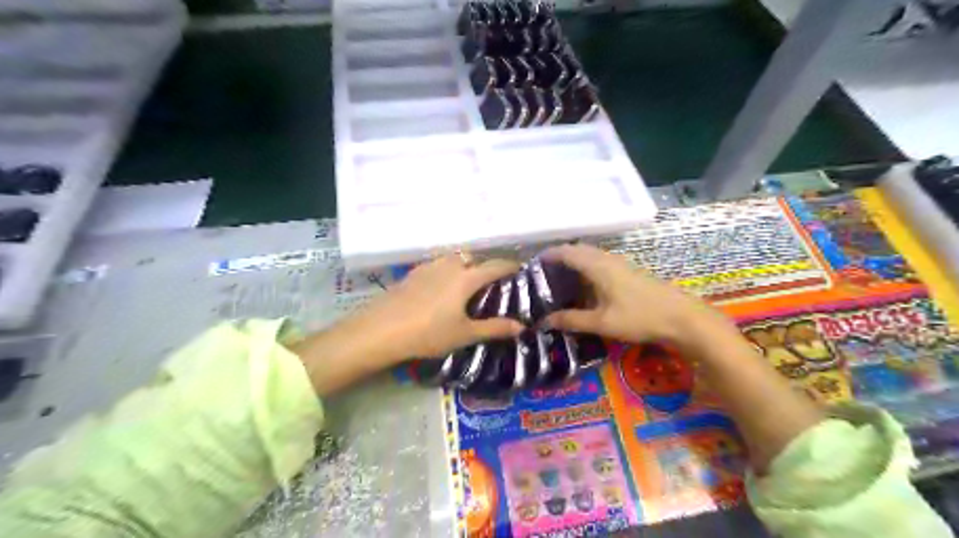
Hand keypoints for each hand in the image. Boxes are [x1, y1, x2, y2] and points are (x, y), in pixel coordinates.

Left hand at [357, 254, 522, 363]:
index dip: (510, 266)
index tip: (520, 269)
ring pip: (453, 259)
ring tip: (465, 285)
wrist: (382, 330)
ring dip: (464, 266)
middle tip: (490, 285)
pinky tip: (439, 289)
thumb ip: (495, 328)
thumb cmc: (429, 333)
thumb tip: (522, 326)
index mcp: (466, 278)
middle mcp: (449, 266)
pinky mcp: (412, 273)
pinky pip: (436, 265)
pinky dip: (445, 271)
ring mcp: (428, 267)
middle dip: (484, 267)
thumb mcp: (465, 334)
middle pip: (473, 259)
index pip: (495, 266)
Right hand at [539, 244, 735, 347]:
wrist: (682, 317)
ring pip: (591, 254)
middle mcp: (608, 259)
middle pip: (578, 250)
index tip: (532, 264)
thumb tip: (544, 322)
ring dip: (574, 260)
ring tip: (560, 278)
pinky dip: (587, 266)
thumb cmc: (639, 317)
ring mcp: (621, 263)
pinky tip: (585, 284)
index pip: (567, 252)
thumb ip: (571, 320)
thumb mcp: (601, 322)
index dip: (548, 255)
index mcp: (598, 266)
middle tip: (543, 274)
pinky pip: (601, 261)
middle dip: (559, 257)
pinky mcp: (630, 270)